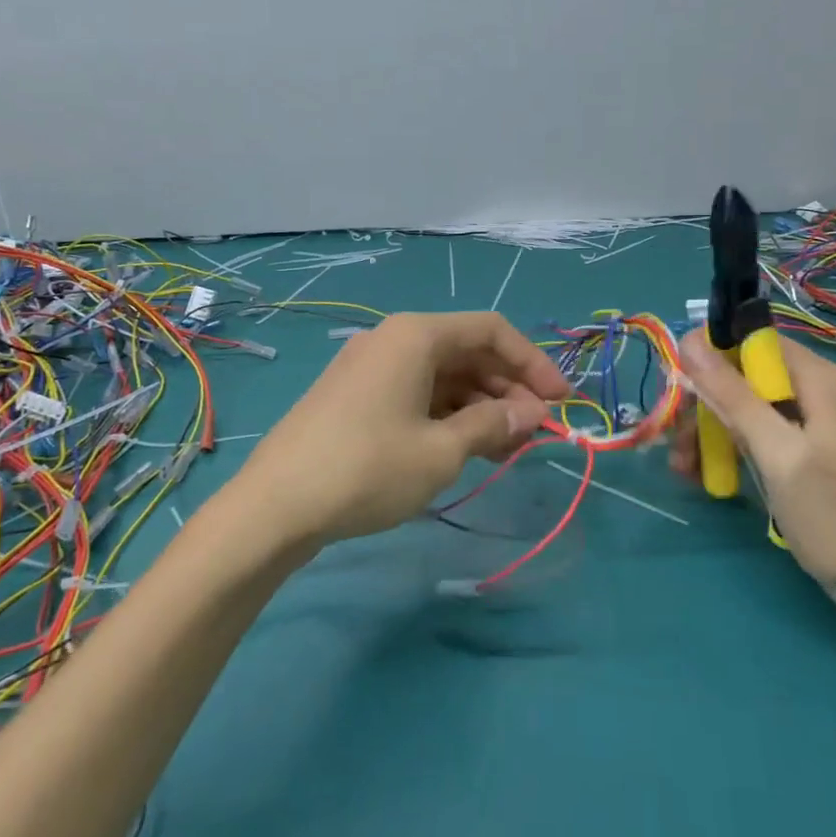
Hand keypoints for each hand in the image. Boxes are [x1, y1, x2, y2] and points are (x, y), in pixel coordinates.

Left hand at [236, 311, 572, 543]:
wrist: (275, 506)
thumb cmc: (367, 469)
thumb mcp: (441, 451)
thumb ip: (493, 425)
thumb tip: (533, 414)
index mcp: (415, 335)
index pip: (492, 331)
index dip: (533, 363)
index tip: (560, 403)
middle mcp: (393, 340)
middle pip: (467, 352)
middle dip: (507, 389)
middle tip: (535, 433)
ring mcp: (371, 367)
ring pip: (443, 376)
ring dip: (480, 406)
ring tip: (506, 448)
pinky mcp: (356, 396)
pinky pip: (417, 393)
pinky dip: (448, 415)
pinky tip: (464, 447)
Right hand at [672, 329, 835, 600]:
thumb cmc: (831, 516)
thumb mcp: (776, 452)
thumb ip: (733, 395)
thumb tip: (690, 340)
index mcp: (817, 378)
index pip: (750, 340)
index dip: (708, 357)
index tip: (678, 388)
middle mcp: (813, 389)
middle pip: (741, 374)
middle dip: (703, 404)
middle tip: (675, 442)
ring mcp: (808, 420)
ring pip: (741, 405)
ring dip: (707, 430)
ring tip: (684, 468)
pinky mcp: (800, 448)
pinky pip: (754, 431)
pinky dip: (727, 447)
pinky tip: (703, 473)